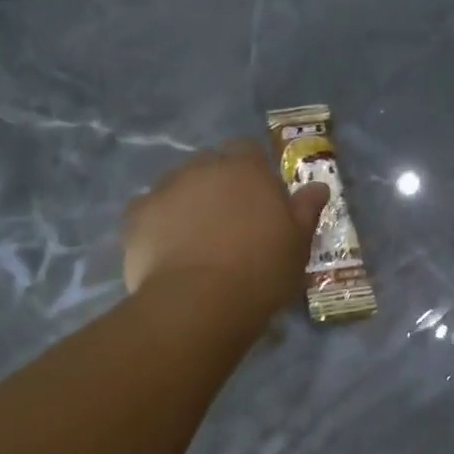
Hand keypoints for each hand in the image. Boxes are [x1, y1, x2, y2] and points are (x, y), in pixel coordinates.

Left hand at [124, 141, 328, 318]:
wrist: (199, 303)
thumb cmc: (261, 272)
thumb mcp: (297, 245)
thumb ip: (305, 211)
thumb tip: (318, 186)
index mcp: (246, 170)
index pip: (249, 150)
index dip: (255, 171)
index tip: (261, 200)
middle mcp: (202, 168)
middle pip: (212, 166)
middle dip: (220, 187)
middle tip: (232, 225)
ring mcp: (164, 189)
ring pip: (180, 187)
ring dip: (190, 205)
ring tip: (198, 243)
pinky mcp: (135, 216)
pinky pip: (152, 213)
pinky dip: (161, 226)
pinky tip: (170, 255)